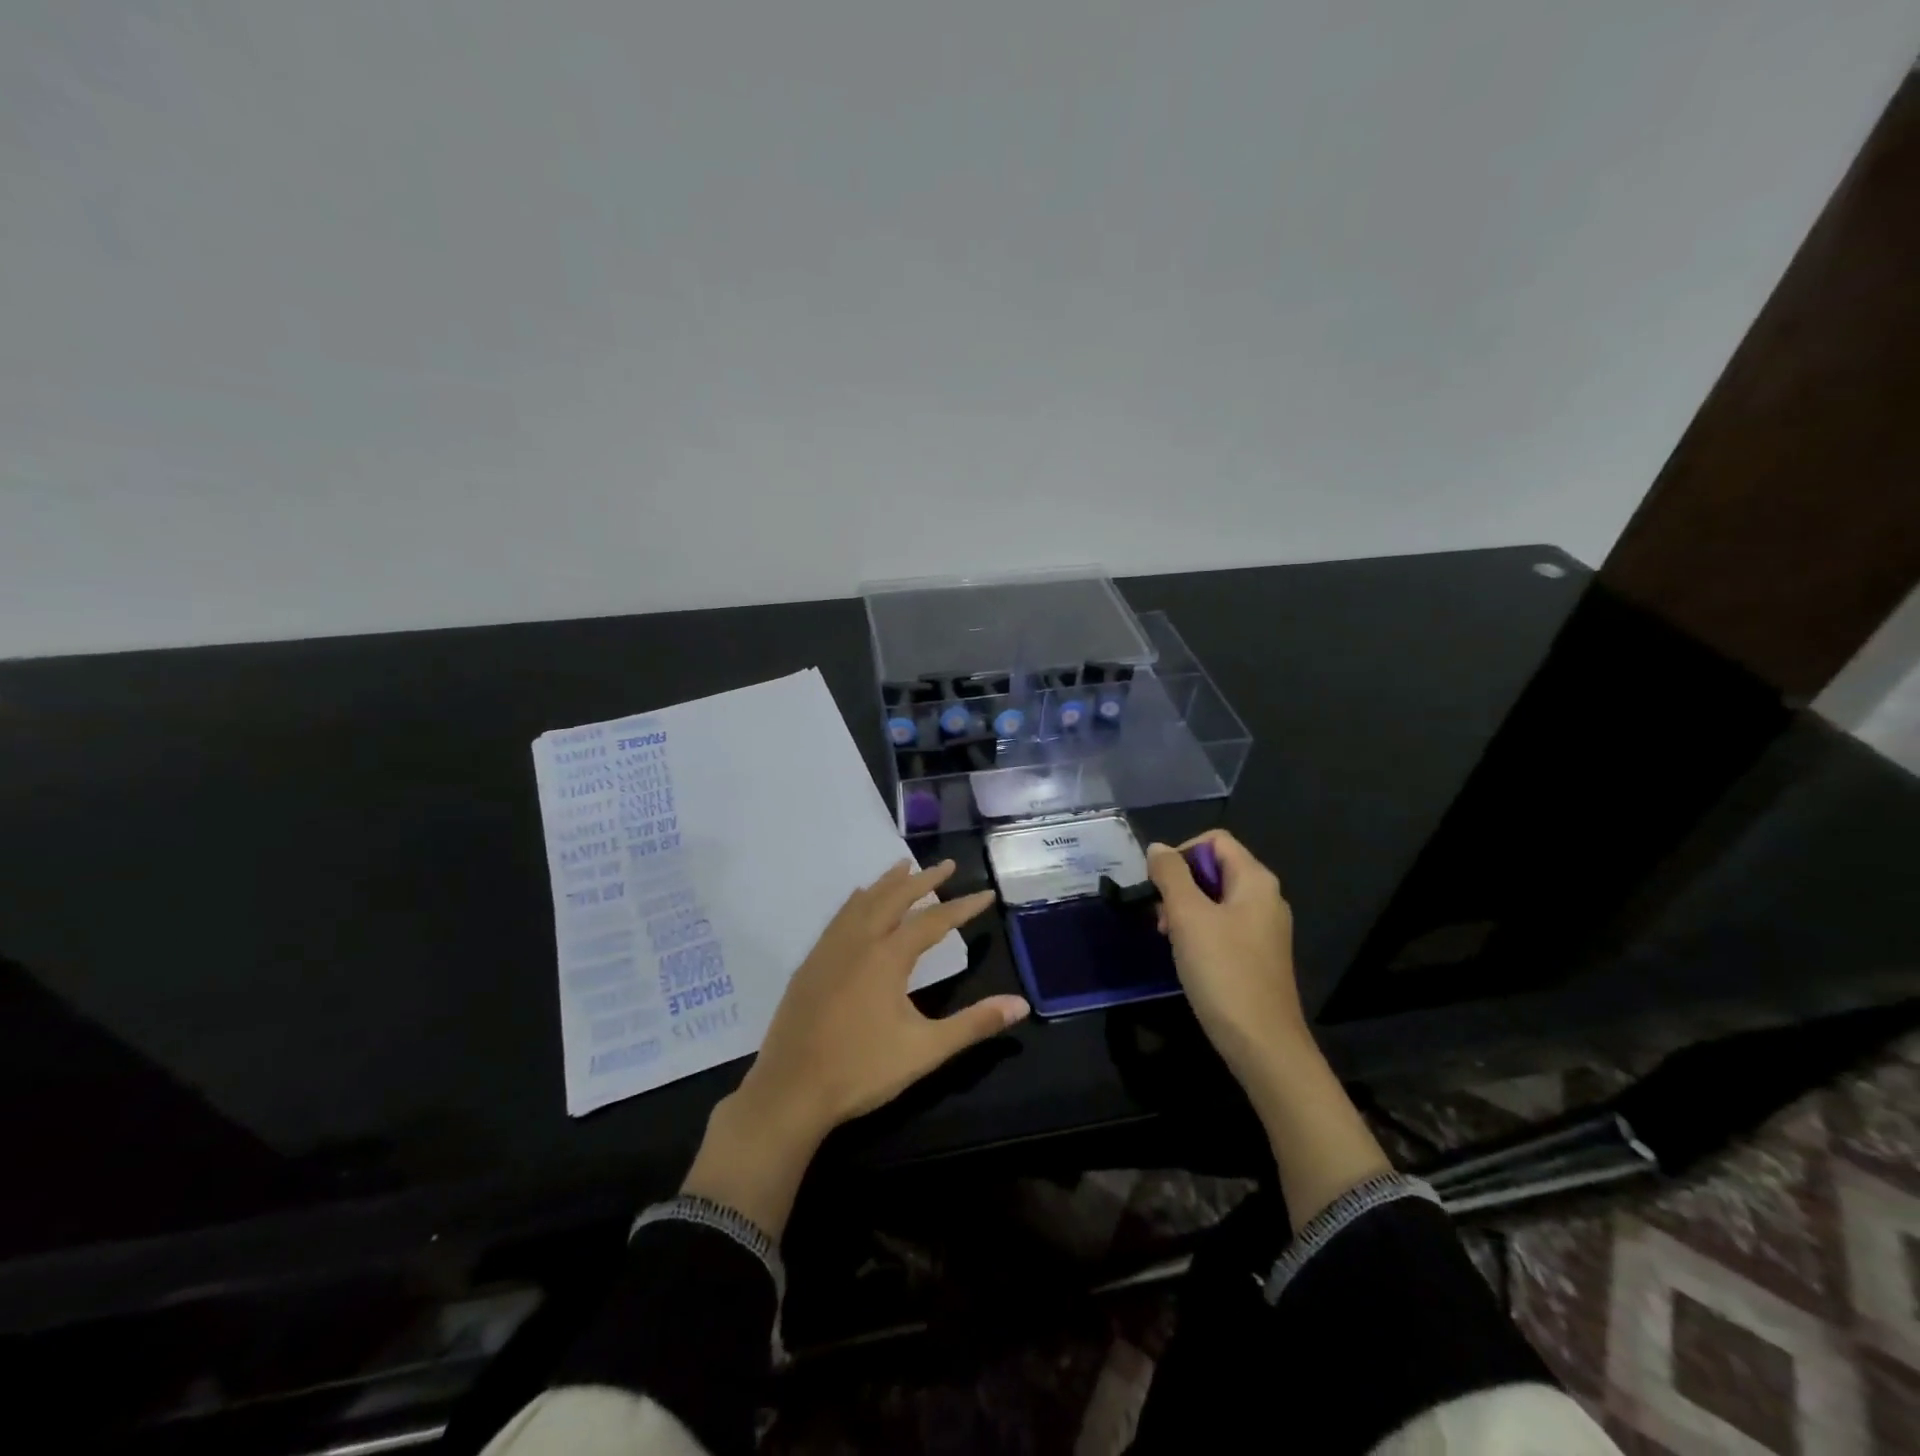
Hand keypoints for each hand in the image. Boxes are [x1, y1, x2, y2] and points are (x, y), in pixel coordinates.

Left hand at [682, 859, 1027, 1235]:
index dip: (963, 907)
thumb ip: (974, 1024)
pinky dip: (856, 901)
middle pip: (894, 898)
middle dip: (923, 880)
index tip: (986, 892)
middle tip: (947, 865)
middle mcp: (858, 942)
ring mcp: (829, 950)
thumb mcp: (926, 1050)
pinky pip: (839, 917)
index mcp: (888, 957)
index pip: (934, 921)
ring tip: (904, 867)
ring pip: (862, 902)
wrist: (790, 1091)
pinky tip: (857, 900)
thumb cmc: (862, 1071)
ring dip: (887, 883)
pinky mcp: (810, 964)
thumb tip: (1021, 1004)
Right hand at [1147, 831, 1308, 1094]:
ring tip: (1168, 937)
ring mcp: (1264, 929)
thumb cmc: (1224, 972)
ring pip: (1215, 899)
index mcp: (1256, 880)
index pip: (1215, 840)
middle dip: (1180, 883)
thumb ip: (1171, 875)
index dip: (1182, 852)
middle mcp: (1265, 898)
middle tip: (1160, 915)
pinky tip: (1186, 956)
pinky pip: (1223, 926)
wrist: (1263, 1045)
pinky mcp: (1257, 956)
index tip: (1159, 884)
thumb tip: (1158, 848)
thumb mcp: (1188, 917)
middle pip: (1215, 868)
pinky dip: (1199, 931)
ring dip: (1185, 909)